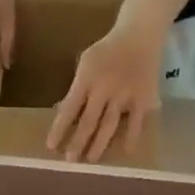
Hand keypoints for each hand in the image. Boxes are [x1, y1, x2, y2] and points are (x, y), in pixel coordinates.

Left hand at [46, 15, 164, 161]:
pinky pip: (136, 121)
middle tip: (70, 160)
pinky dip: (131, 136)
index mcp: (87, 77)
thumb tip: (64, 114)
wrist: (140, 34)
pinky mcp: (142, 98)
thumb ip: (78, 87)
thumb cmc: (107, 51)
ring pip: (109, 124)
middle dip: (78, 142)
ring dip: (99, 144)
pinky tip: (126, 151)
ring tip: (91, 160)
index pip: (69, 108)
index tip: (51, 146)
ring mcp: (125, 94)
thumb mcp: (86, 62)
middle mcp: (104, 88)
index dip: (59, 128)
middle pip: (89, 120)